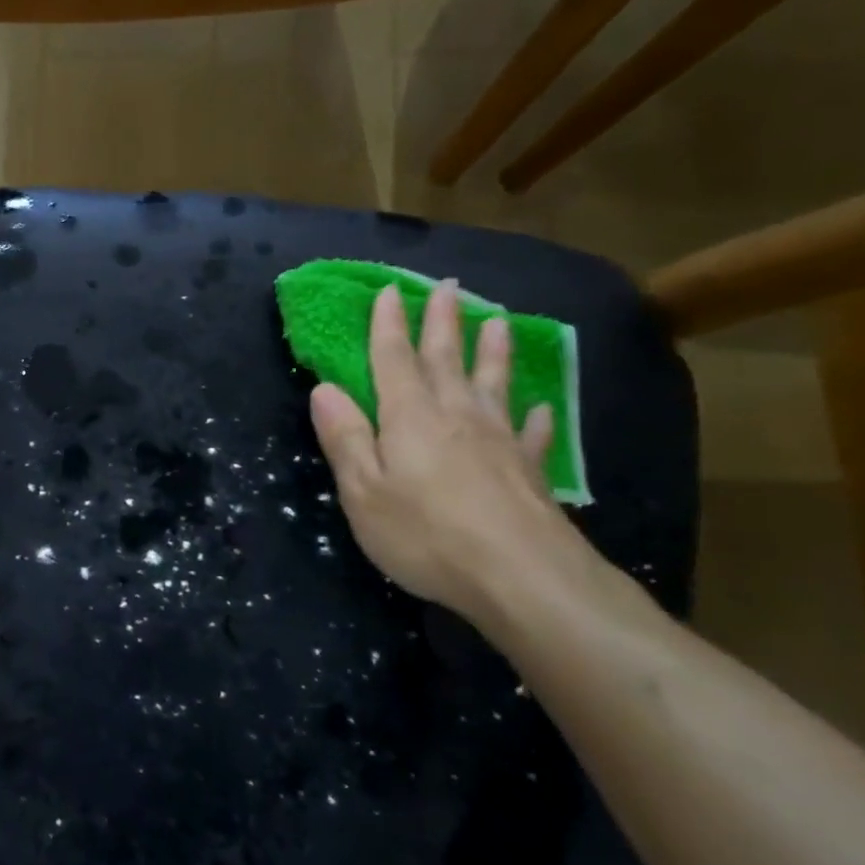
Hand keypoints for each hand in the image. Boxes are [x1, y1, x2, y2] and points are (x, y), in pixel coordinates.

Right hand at [308, 281, 588, 626]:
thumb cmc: (427, 535)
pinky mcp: (529, 470)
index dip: (389, 324)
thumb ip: (345, 438)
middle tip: (449, 287)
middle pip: (445, 359)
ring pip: (492, 383)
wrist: (522, 577)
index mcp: (409, 417)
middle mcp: (455, 415)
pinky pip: (531, 433)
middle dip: (442, 321)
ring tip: (496, 322)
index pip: (393, 359)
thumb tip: (324, 389)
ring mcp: (498, 440)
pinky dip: (534, 417)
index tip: (390, 289)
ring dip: (491, 351)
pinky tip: (540, 408)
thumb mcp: (363, 491)